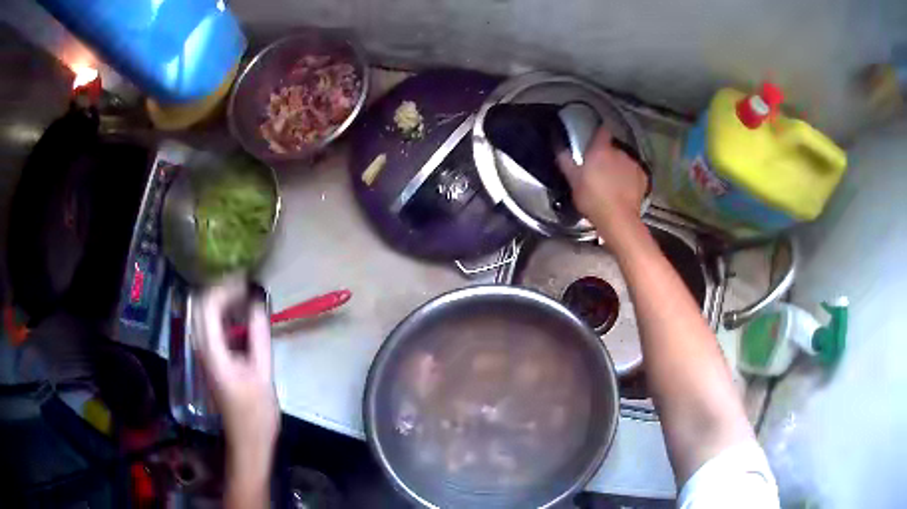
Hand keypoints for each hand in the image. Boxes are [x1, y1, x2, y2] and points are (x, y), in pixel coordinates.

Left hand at [192, 280, 278, 462]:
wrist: (249, 440)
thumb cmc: (256, 412)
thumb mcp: (262, 373)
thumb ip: (258, 335)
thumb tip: (258, 301)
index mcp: (211, 351)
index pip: (207, 305)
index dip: (225, 288)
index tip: (248, 283)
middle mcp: (201, 348)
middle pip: (201, 306)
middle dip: (222, 290)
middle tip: (247, 287)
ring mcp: (205, 354)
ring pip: (205, 315)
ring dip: (223, 302)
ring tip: (247, 298)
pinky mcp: (212, 359)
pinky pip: (212, 328)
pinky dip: (225, 316)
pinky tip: (243, 318)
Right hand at [557, 128, 648, 240]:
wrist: (618, 219)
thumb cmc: (593, 199)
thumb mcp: (573, 182)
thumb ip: (566, 161)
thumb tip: (560, 146)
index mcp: (600, 150)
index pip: (602, 131)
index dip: (598, 133)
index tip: (594, 139)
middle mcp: (619, 152)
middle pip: (612, 148)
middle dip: (606, 156)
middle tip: (598, 170)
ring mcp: (633, 164)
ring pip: (623, 161)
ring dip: (618, 167)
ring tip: (612, 182)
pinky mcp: (643, 177)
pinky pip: (634, 173)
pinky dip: (630, 178)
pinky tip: (624, 190)